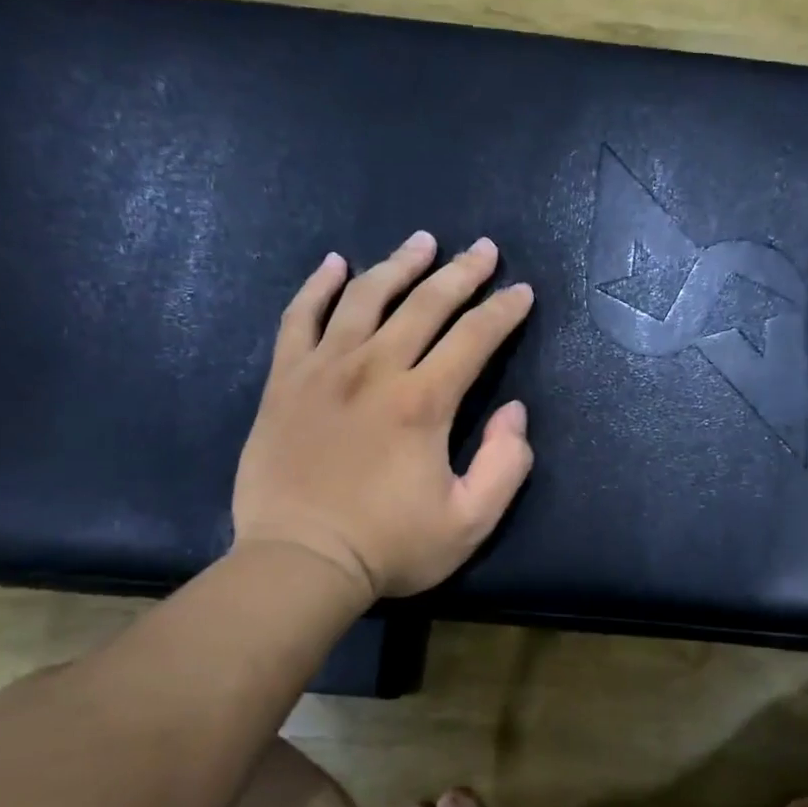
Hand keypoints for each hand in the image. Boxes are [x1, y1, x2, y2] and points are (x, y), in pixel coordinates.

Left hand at [232, 231, 535, 599]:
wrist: (297, 563)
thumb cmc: (389, 546)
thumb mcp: (470, 522)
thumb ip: (506, 465)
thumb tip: (514, 411)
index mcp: (423, 401)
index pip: (475, 337)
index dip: (504, 311)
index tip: (522, 291)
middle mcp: (375, 370)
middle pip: (425, 304)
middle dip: (462, 273)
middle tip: (484, 250)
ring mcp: (324, 370)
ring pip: (366, 298)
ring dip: (399, 265)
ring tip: (423, 243)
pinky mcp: (285, 381)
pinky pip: (299, 318)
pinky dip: (318, 286)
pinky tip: (335, 263)